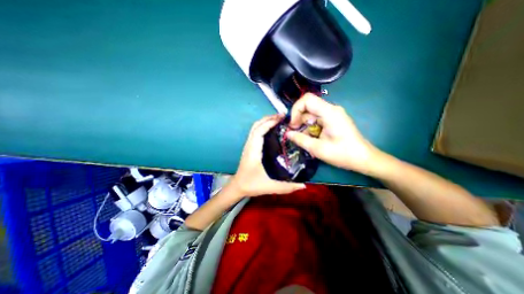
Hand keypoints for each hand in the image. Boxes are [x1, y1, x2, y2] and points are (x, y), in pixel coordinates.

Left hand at [230, 114, 307, 196]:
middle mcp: (250, 145)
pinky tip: (272, 129)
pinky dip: (263, 126)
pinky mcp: (249, 147)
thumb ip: (286, 187)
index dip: (270, 122)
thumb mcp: (269, 187)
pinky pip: (255, 132)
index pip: (259, 131)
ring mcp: (248, 145)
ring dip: (265, 121)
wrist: (237, 187)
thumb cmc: (251, 185)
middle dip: (268, 118)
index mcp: (253, 151)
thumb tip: (303, 185)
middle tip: (282, 117)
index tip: (281, 118)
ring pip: (255, 127)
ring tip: (278, 120)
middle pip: (256, 125)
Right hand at [287, 94, 381, 174]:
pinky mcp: (333, 120)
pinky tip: (312, 139)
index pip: (307, 100)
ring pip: (311, 114)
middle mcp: (331, 109)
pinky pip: (317, 119)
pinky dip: (311, 128)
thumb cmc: (342, 154)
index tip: (293, 125)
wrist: (363, 158)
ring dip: (305, 126)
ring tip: (305, 139)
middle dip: (299, 120)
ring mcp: (332, 114)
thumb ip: (300, 139)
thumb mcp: (317, 148)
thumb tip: (288, 134)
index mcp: (329, 112)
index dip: (296, 110)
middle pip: (308, 107)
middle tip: (295, 133)